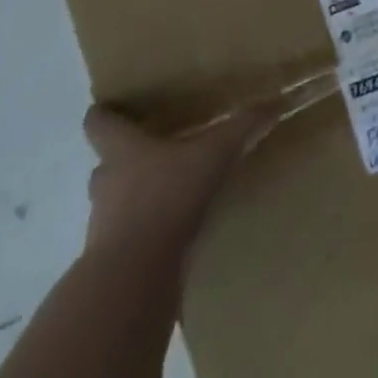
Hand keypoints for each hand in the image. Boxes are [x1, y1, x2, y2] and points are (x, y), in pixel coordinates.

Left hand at [83, 105, 275, 263]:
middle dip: (125, 158)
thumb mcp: (213, 155)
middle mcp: (106, 183)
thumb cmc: (167, 198)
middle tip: (155, 151)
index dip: (103, 114)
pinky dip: (143, 231)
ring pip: (114, 202)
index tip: (111, 107)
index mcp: (122, 150)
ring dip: (134, 197)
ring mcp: (103, 224)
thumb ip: (242, 128)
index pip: (98, 124)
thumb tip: (278, 101)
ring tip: (167, 192)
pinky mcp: (111, 259)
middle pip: (106, 163)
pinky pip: (126, 236)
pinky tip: (170, 231)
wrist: (133, 276)